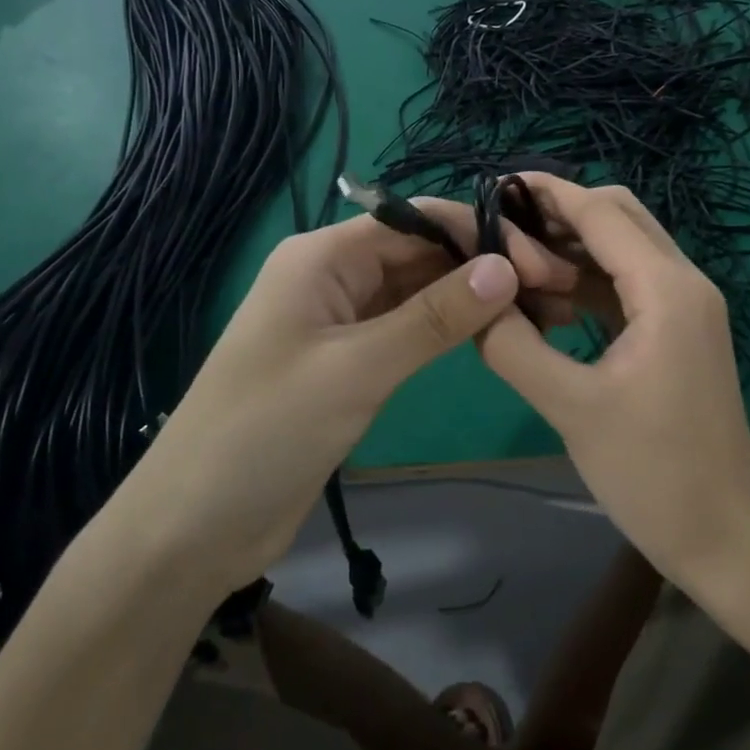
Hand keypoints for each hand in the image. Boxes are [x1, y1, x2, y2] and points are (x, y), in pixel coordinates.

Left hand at [114, 202, 578, 590]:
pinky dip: (451, 329)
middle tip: (555, 292)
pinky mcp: (352, 361)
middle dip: (484, 264)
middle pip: (422, 252)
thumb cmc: (265, 432)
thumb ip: (434, 317)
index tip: (541, 263)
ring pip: (420, 291)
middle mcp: (334, 276)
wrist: (194, 527)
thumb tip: (507, 267)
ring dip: (474, 297)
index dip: (480, 235)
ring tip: (540, 311)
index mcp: (322, 257)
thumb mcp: (357, 369)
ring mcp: (343, 320)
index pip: (416, 222)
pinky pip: (410, 328)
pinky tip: (495, 335)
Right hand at [477, 176, 749, 581]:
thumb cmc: (652, 473)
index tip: (497, 185)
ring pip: (625, 248)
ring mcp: (687, 307)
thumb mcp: (570, 408)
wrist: (724, 535)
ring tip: (517, 264)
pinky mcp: (680, 331)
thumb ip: (514, 347)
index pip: (602, 213)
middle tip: (503, 230)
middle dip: (562, 214)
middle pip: (620, 216)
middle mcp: (685, 282)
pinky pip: (630, 284)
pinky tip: (550, 301)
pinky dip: (591, 280)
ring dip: (575, 247)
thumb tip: (475, 302)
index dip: (549, 193)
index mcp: (666, 290)